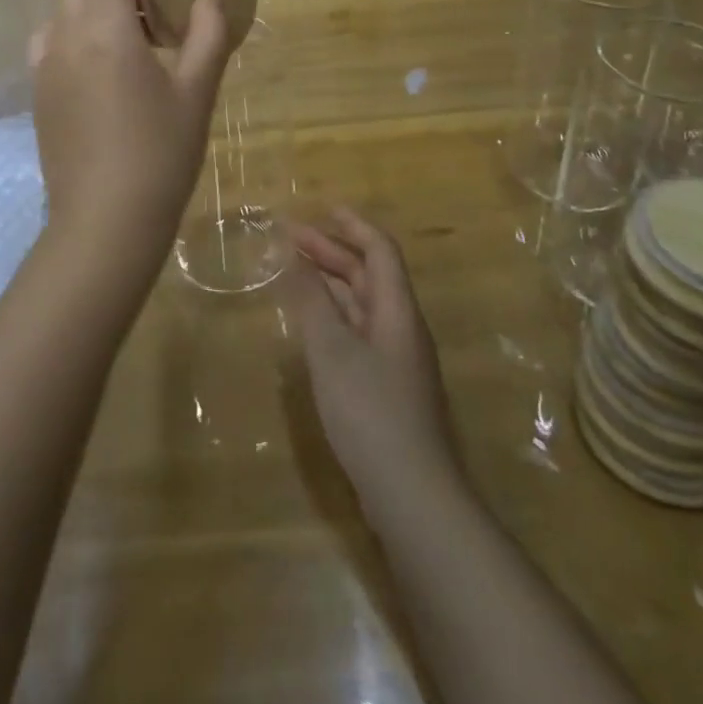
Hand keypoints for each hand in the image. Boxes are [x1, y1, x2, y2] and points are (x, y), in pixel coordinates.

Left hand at [31, 0, 231, 272]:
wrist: (104, 224)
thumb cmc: (160, 155)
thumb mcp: (196, 91)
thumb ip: (208, 33)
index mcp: (106, 30)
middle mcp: (66, 36)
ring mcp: (45, 64)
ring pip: (66, 3)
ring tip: (137, 11)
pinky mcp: (39, 91)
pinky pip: (55, 35)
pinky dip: (80, 21)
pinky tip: (106, 49)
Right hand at [287, 208, 462, 522]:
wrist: (412, 493)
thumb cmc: (370, 411)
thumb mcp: (332, 351)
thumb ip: (311, 302)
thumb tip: (294, 258)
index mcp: (396, 310)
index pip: (380, 250)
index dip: (353, 226)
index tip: (322, 209)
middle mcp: (400, 327)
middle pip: (369, 275)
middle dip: (332, 251)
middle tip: (290, 238)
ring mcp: (396, 359)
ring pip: (362, 304)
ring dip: (330, 283)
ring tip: (293, 271)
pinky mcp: (386, 386)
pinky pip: (358, 332)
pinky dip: (333, 316)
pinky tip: (310, 324)